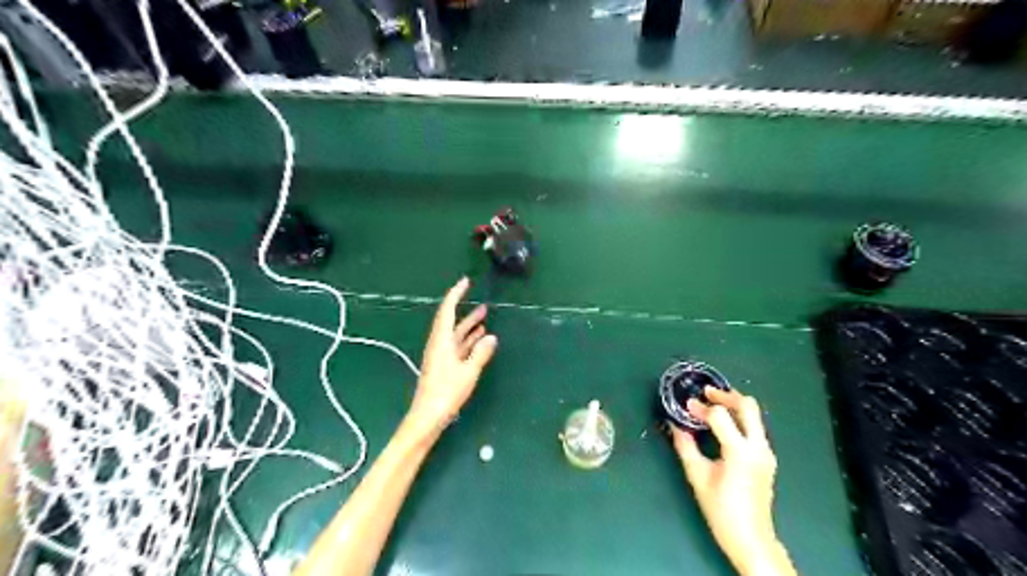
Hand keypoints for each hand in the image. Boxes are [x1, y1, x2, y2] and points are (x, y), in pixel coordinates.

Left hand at [405, 277, 498, 437]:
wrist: (427, 417)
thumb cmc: (446, 393)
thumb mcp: (468, 372)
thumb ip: (480, 354)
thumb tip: (491, 337)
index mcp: (441, 341)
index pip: (448, 311)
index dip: (456, 294)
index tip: (465, 282)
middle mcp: (439, 345)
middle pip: (451, 322)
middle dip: (466, 311)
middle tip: (482, 303)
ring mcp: (440, 356)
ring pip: (455, 335)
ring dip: (469, 326)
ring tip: (484, 318)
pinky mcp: (443, 367)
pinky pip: (457, 347)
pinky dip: (468, 341)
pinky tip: (479, 341)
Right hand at [676, 386, 791, 575]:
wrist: (751, 539)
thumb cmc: (721, 510)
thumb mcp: (698, 477)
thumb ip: (685, 447)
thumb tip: (676, 425)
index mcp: (740, 452)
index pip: (720, 416)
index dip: (701, 408)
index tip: (686, 407)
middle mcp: (758, 447)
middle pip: (748, 406)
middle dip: (726, 395)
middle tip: (706, 393)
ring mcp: (766, 452)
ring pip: (755, 415)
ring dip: (734, 405)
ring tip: (712, 404)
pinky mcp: (767, 458)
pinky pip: (755, 427)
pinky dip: (740, 418)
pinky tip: (724, 424)